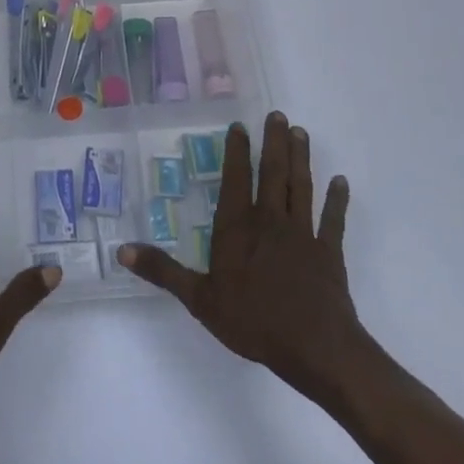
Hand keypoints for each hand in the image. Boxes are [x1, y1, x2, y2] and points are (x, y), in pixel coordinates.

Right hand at [120, 112, 361, 404]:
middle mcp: (270, 221)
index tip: (240, 126)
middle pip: (273, 172)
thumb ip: (163, 271)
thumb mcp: (199, 299)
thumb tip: (122, 251)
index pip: (236, 179)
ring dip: (301, 158)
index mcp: (238, 228)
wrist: (315, 348)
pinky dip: (337, 200)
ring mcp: (302, 234)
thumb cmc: (253, 321)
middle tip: (278, 115)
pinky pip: (333, 220)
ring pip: (301, 186)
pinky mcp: (328, 252)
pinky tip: (341, 182)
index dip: (237, 152)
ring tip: (301, 133)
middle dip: (274, 142)